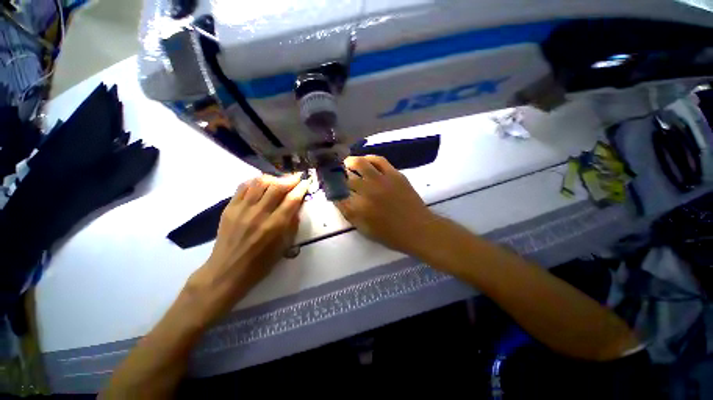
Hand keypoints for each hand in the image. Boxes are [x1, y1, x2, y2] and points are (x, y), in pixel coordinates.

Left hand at [186, 174, 308, 322]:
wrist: (228, 270)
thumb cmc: (261, 262)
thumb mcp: (284, 246)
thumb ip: (292, 223)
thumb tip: (297, 205)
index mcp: (275, 226)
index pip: (292, 200)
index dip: (301, 188)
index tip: (306, 182)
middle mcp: (259, 214)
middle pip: (276, 187)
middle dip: (289, 179)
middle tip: (296, 178)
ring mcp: (242, 209)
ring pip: (259, 183)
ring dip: (273, 178)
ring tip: (279, 180)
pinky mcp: (229, 208)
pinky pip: (243, 187)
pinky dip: (255, 181)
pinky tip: (261, 184)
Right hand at [336, 156, 437, 253]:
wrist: (417, 229)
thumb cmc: (390, 234)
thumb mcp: (364, 229)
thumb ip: (349, 213)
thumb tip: (338, 199)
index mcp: (358, 208)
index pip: (338, 194)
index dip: (332, 189)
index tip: (331, 187)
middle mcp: (367, 191)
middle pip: (346, 178)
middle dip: (339, 176)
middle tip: (338, 175)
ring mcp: (381, 181)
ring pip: (360, 164)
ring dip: (350, 162)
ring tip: (347, 163)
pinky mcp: (394, 174)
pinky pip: (379, 160)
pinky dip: (369, 158)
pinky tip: (365, 160)